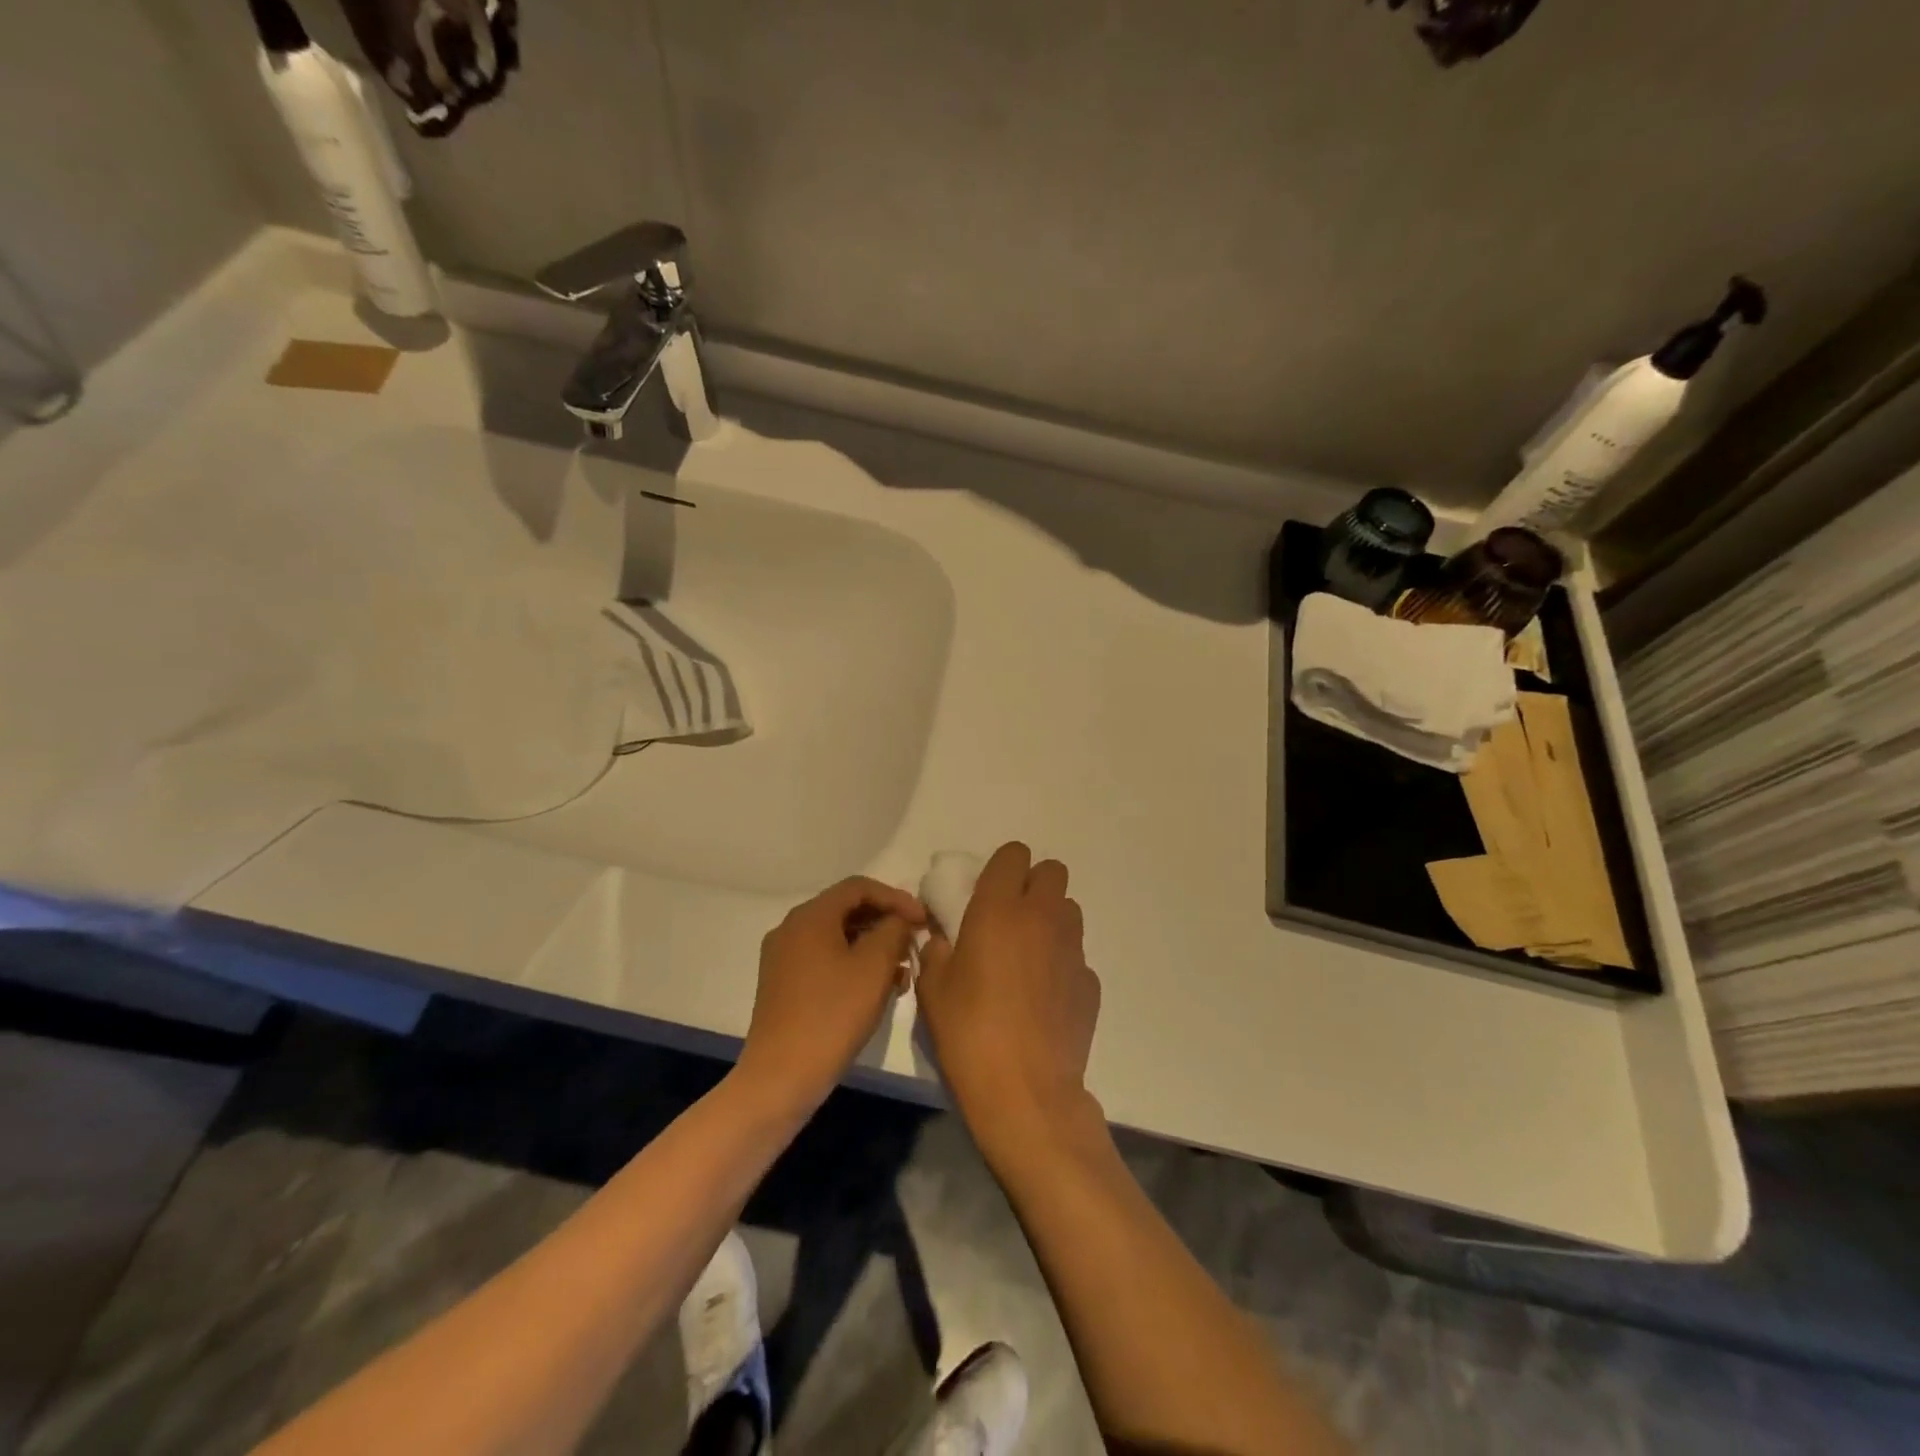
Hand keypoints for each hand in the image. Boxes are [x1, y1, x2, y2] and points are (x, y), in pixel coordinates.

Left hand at [737, 876, 925, 1115]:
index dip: (896, 898)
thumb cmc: (832, 1015)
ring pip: (837, 937)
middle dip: (885, 923)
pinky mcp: (783, 984)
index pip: (859, 887)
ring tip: (902, 972)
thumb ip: (893, 931)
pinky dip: (853, 965)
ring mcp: (783, 957)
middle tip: (914, 943)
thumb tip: (898, 920)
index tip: (923, 920)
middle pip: (846, 910)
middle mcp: (791, 928)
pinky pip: (825, 959)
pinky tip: (876, 989)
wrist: (781, 1077)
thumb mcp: (874, 968)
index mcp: (810, 916)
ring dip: (872, 947)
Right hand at [917, 842, 1102, 1162]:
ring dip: (1051, 919)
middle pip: (1052, 871)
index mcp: (999, 909)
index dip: (1002, 867)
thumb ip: (936, 949)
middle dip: (1033, 884)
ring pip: (1069, 910)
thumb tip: (942, 936)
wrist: (1025, 1092)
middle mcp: (1042, 917)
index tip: (987, 891)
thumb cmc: (968, 1032)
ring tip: (1029, 955)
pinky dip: (1061, 963)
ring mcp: (1072, 949)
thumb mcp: (933, 988)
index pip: (1014, 854)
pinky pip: (1076, 955)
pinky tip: (1044, 997)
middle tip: (1010, 918)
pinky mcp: (1091, 982)